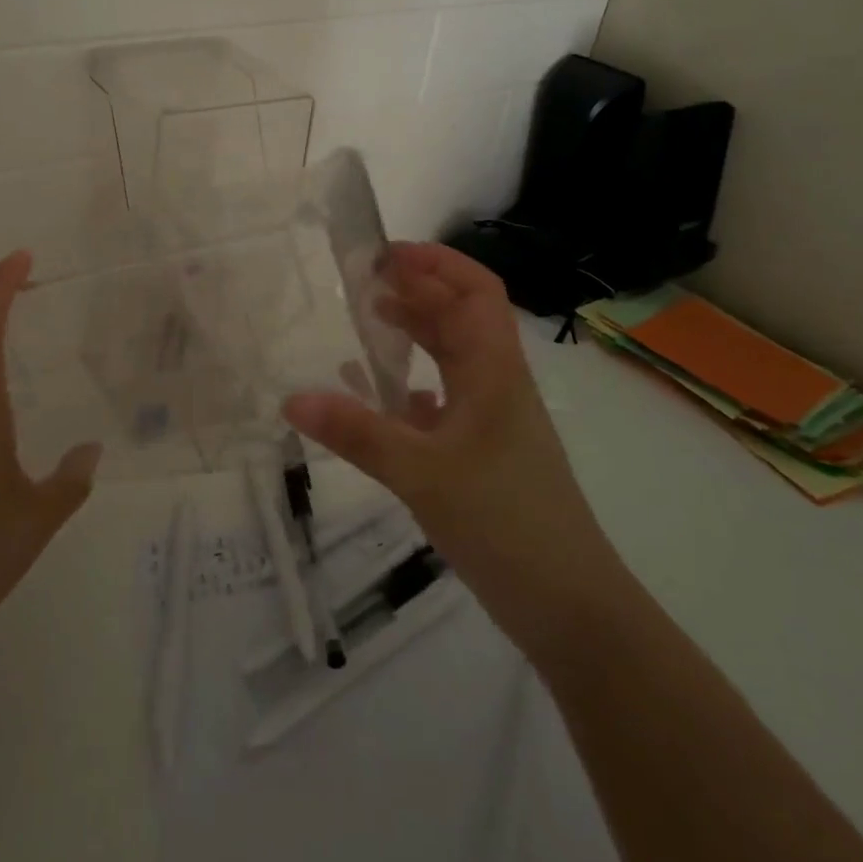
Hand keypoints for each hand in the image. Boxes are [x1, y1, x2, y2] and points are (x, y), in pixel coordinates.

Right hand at [283, 241, 621, 657]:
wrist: (571, 608)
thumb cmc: (506, 522)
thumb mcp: (422, 474)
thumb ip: (357, 433)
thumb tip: (291, 398)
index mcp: (494, 371)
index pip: (475, 291)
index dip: (436, 262)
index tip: (385, 253)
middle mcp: (497, 385)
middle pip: (460, 317)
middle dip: (417, 290)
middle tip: (361, 282)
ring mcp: (492, 421)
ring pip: (452, 357)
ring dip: (415, 332)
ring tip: (366, 320)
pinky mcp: (482, 453)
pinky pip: (443, 400)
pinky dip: (411, 384)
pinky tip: (379, 396)